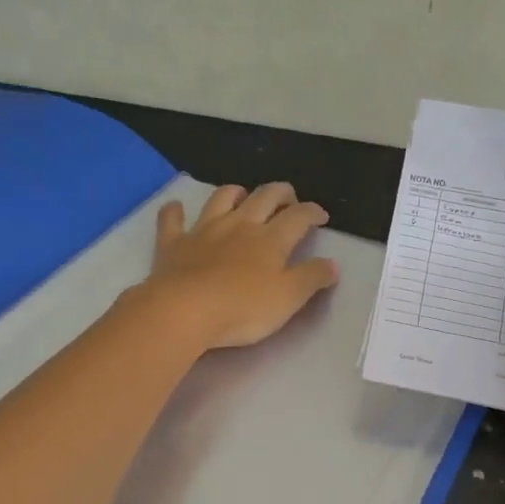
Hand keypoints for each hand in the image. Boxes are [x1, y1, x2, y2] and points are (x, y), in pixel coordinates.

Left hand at [138, 182, 340, 350]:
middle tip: (289, 199)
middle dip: (281, 193)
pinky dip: (175, 211)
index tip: (321, 216)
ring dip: (235, 193)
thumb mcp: (289, 298)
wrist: (184, 311)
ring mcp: (204, 230)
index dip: (313, 212)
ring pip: (222, 198)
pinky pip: (172, 220)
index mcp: (271, 239)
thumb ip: (312, 278)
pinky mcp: (173, 244)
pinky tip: (177, 208)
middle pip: (264, 197)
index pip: (298, 216)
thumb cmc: (243, 308)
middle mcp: (240, 225)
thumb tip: (333, 264)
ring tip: (243, 196)